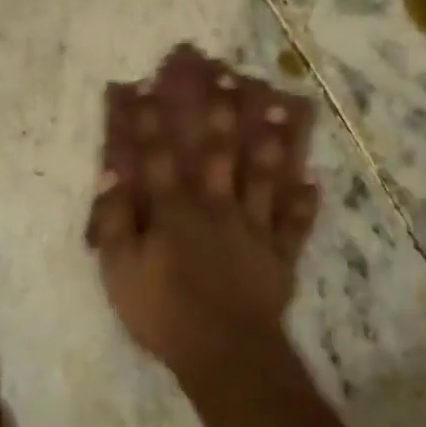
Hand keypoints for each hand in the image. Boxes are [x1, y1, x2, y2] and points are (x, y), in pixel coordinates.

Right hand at [87, 81, 318, 379]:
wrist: (224, 352)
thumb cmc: (164, 312)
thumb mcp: (120, 270)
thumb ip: (116, 221)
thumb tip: (112, 175)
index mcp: (175, 211)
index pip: (158, 157)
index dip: (149, 122)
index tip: (147, 86)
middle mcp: (216, 207)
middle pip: (219, 153)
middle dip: (220, 111)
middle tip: (228, 74)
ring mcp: (253, 229)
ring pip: (263, 176)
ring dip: (271, 140)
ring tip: (279, 104)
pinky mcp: (279, 255)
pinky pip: (294, 225)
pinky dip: (304, 204)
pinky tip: (313, 183)